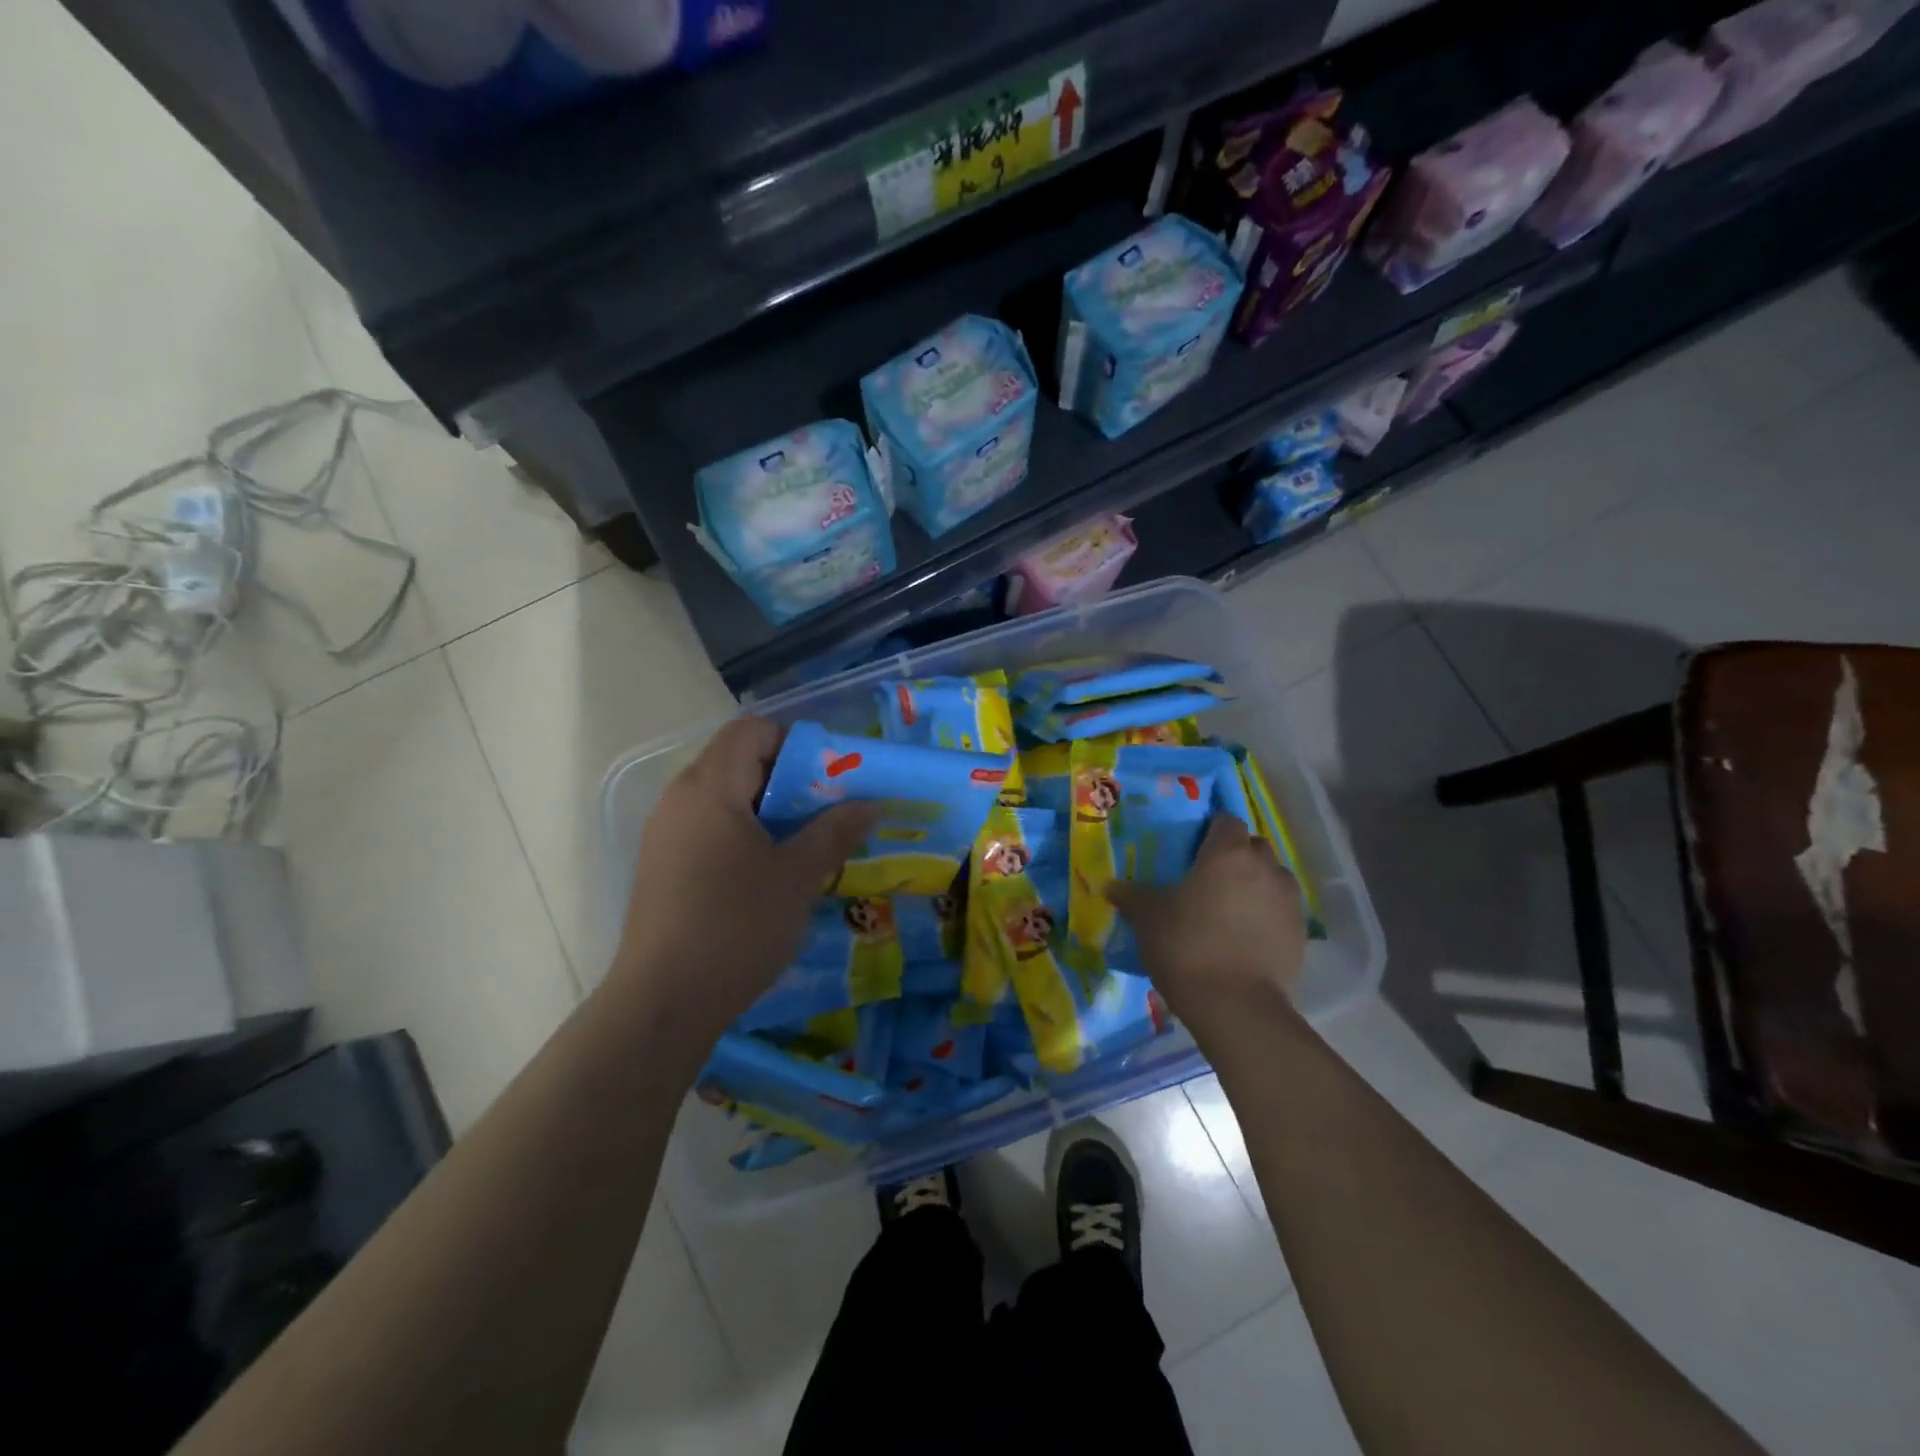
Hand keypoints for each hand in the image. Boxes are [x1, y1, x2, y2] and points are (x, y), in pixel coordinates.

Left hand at [609, 717, 877, 1039]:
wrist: (663, 1002)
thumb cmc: (736, 926)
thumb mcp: (797, 876)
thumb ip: (835, 831)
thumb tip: (870, 803)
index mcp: (709, 787)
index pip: (751, 730)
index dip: (794, 741)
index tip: (830, 775)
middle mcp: (680, 798)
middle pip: (737, 760)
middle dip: (788, 777)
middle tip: (827, 810)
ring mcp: (666, 834)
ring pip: (724, 797)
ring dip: (768, 808)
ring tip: (804, 842)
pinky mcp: (662, 866)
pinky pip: (709, 827)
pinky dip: (744, 832)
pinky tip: (768, 871)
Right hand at [1107, 815, 1307, 1030]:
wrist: (1236, 1006)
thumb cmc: (1186, 946)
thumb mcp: (1148, 918)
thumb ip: (1130, 896)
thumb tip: (1109, 886)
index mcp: (1227, 853)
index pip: (1226, 821)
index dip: (1211, 829)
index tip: (1193, 847)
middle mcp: (1264, 867)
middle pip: (1253, 845)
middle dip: (1235, 854)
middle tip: (1209, 877)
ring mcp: (1288, 899)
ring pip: (1273, 876)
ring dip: (1256, 882)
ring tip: (1231, 906)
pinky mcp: (1301, 932)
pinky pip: (1282, 908)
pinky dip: (1267, 912)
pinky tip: (1246, 934)